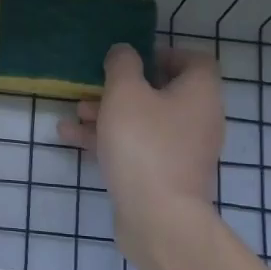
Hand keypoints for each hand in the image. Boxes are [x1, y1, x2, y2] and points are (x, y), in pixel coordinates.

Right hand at [59, 46, 224, 233]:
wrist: (158, 217)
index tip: (132, 57)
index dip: (164, 53)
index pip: (194, 61)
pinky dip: (109, 139)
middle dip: (123, 87)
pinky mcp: (164, 175)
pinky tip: (71, 137)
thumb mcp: (125, 93)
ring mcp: (182, 151)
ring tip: (74, 112)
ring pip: (144, 121)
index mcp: (199, 94)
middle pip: (162, 92)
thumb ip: (122, 65)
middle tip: (95, 85)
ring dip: (109, 113)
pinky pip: (136, 147)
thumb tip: (124, 52)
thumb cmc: (144, 144)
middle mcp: (198, 119)